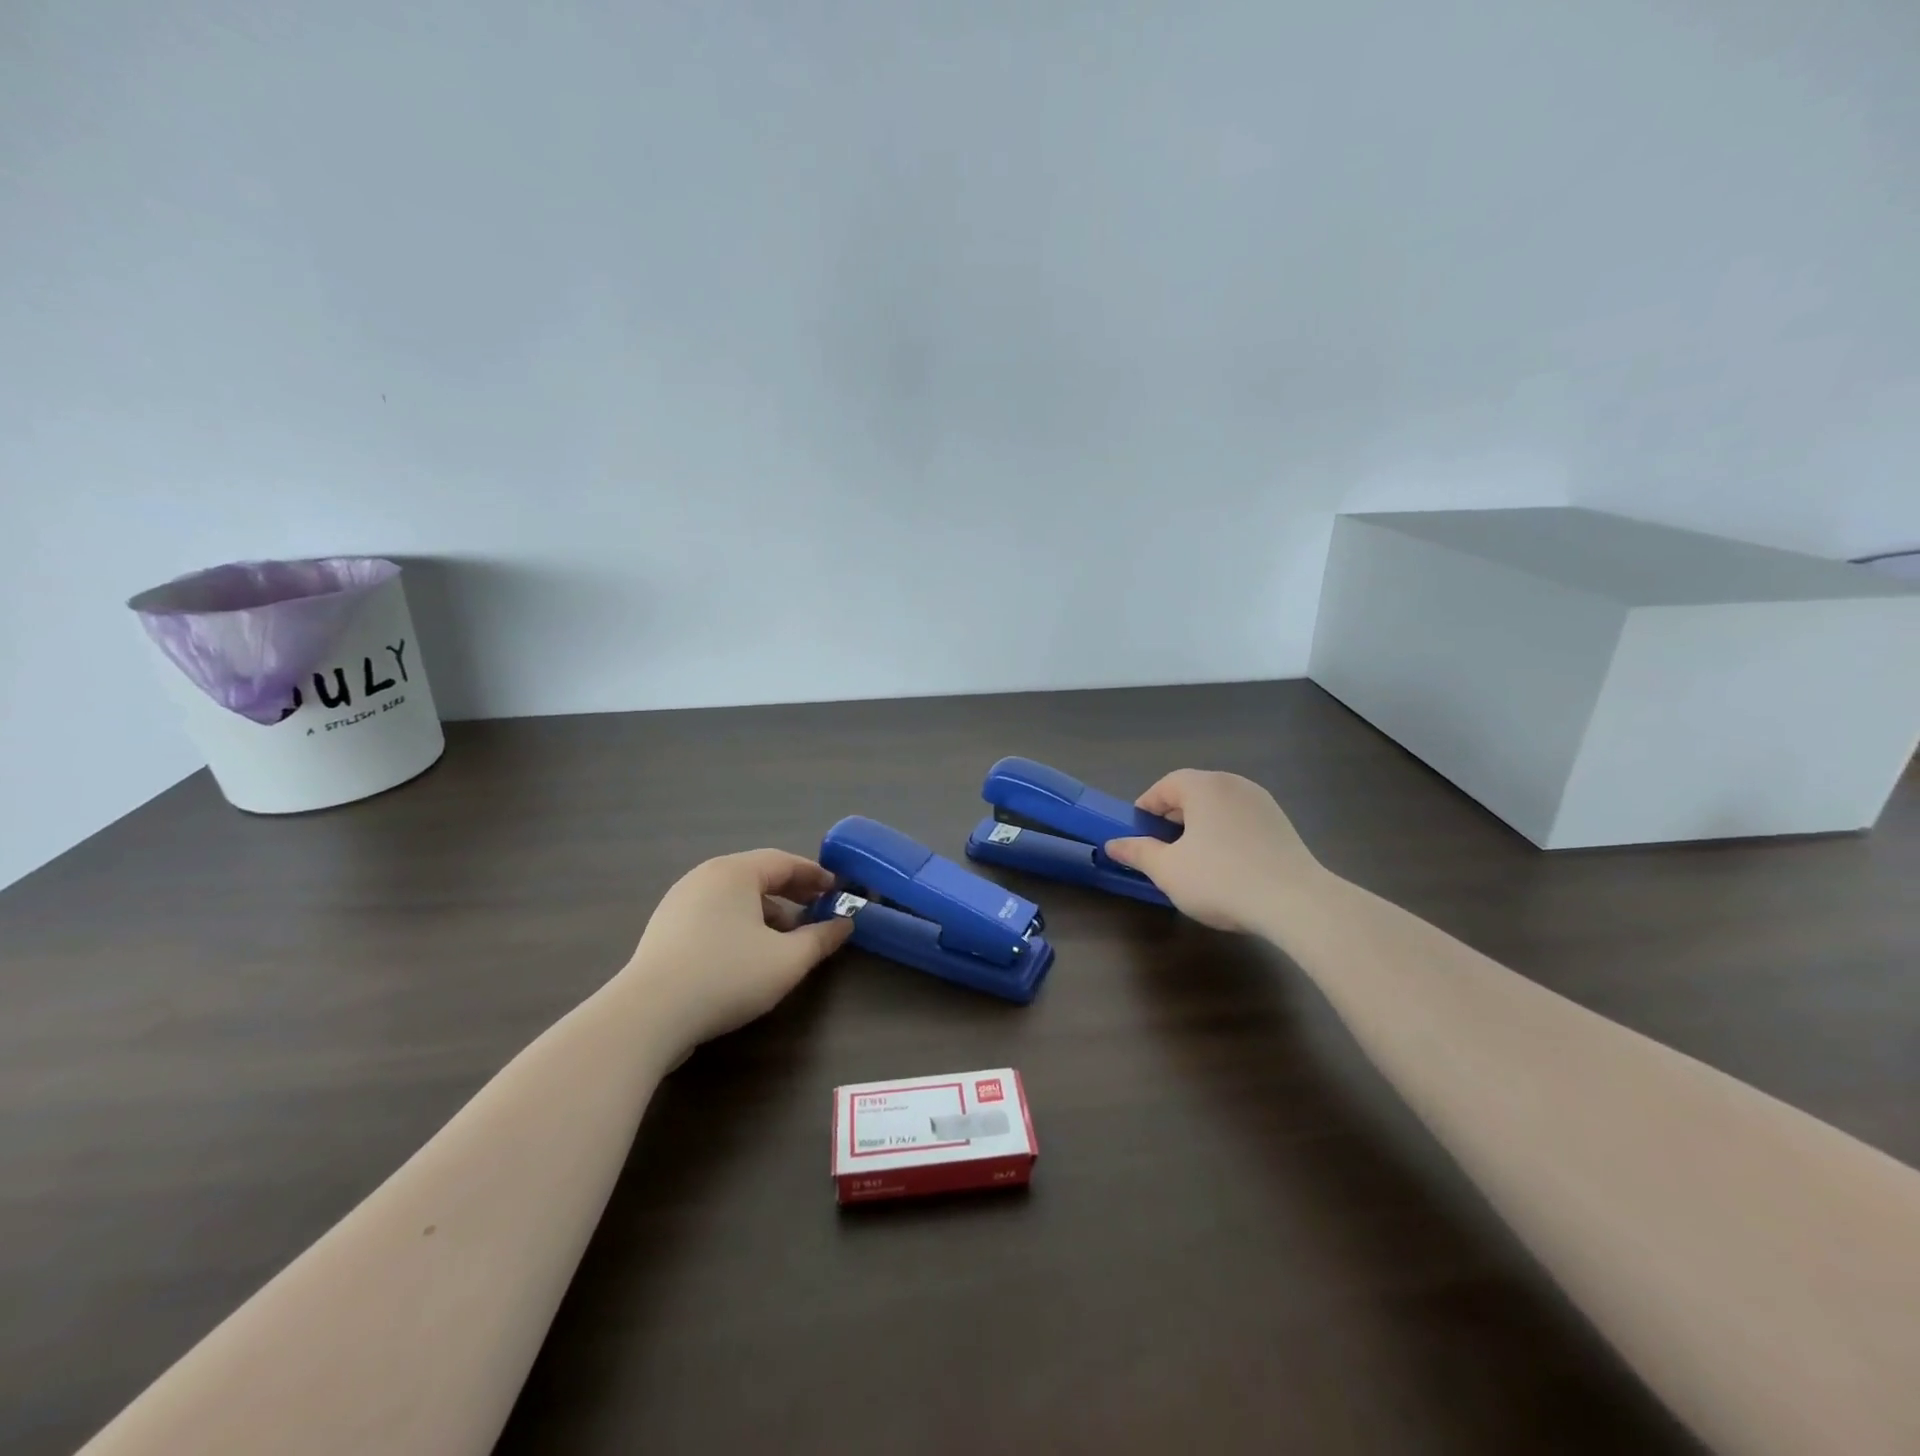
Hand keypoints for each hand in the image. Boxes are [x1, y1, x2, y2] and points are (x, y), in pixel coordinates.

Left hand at [622, 849, 853, 1049]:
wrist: (648, 1015)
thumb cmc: (727, 976)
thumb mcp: (787, 960)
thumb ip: (821, 938)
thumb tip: (845, 924)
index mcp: (735, 872)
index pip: (784, 861)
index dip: (815, 875)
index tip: (838, 890)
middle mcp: (705, 877)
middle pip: (758, 876)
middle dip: (792, 893)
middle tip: (817, 910)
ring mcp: (679, 902)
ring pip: (734, 897)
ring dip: (766, 912)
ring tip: (786, 940)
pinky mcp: (664, 929)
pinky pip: (713, 914)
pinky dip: (739, 924)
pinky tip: (748, 954)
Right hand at [1103, 769, 1327, 933]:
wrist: (1296, 903)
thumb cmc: (1221, 879)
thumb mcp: (1168, 870)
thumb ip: (1138, 852)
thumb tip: (1113, 844)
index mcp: (1203, 786)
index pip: (1165, 786)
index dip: (1146, 808)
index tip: (1137, 834)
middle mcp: (1233, 784)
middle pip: (1193, 793)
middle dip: (1172, 818)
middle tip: (1161, 849)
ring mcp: (1262, 802)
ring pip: (1218, 808)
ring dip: (1199, 827)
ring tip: (1192, 860)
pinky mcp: (1281, 824)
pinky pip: (1241, 821)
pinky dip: (1225, 835)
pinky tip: (1225, 866)